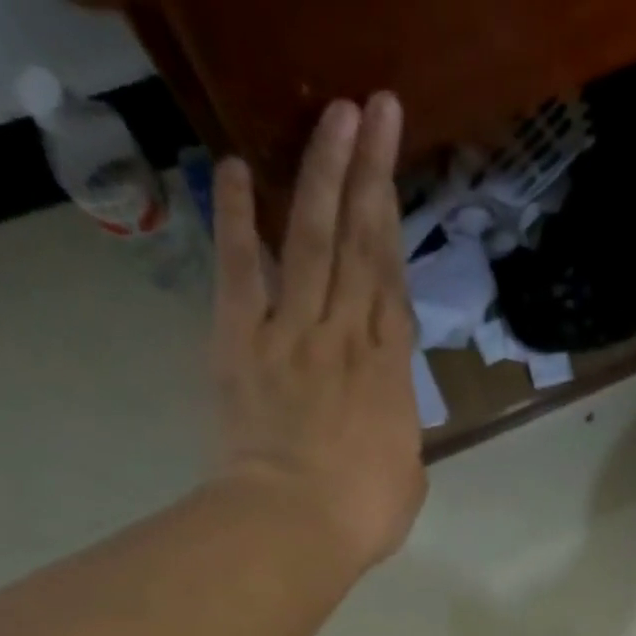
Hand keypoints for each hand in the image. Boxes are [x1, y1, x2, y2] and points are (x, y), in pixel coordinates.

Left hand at [210, 94, 425, 569]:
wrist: (294, 526)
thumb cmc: (362, 515)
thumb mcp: (406, 478)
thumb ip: (400, 436)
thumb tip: (389, 422)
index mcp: (389, 372)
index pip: (392, 282)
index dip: (395, 222)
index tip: (394, 169)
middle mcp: (345, 336)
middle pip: (358, 243)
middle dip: (367, 172)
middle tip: (373, 108)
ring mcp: (292, 332)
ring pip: (308, 239)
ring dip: (318, 174)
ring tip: (330, 116)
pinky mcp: (241, 342)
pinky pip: (240, 271)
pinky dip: (233, 219)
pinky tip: (229, 168)